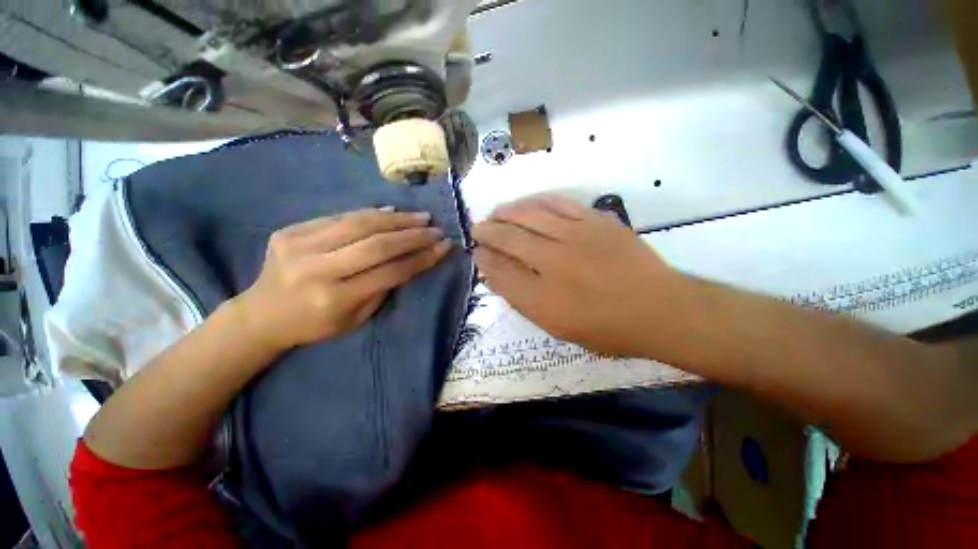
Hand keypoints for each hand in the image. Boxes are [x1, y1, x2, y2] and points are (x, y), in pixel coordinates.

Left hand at [235, 208, 451, 351]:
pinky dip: (369, 213)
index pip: (390, 272)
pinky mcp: (289, 231)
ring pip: (359, 223)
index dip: (421, 258)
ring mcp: (299, 246)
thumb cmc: (314, 325)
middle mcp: (316, 270)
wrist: (261, 315)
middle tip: (435, 229)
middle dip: (413, 235)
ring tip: (420, 216)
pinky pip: (338, 216)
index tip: (444, 246)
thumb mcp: (355, 319)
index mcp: (334, 299)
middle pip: (377, 244)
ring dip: (396, 218)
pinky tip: (390, 211)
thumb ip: (382, 287)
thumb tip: (410, 258)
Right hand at [472, 195, 683, 356]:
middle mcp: (553, 263)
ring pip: (530, 215)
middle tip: (478, 227)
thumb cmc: (606, 328)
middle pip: (509, 239)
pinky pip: (560, 203)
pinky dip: (539, 201)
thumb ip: (524, 300)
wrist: (658, 309)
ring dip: (508, 212)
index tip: (476, 252)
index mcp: (542, 298)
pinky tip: (528, 202)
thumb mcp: (557, 326)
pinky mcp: (596, 221)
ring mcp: (576, 237)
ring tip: (497, 212)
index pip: (501, 271)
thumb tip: (497, 276)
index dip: (485, 260)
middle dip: (488, 231)